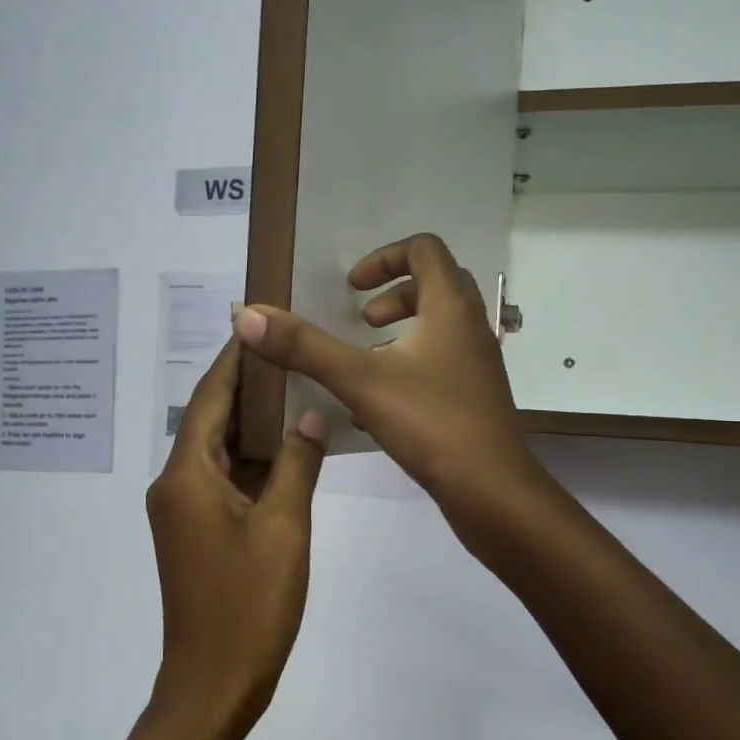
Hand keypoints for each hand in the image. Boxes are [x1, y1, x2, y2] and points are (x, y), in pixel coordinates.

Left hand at [145, 339, 327, 739]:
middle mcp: (175, 484)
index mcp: (186, 475)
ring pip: (218, 450)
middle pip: (209, 419)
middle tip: (289, 348)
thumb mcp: (284, 528)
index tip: (258, 321)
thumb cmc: (248, 605)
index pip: (208, 397)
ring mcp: (183, 511)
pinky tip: (287, 446)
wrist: (213, 685)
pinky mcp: (195, 532)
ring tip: (295, 385)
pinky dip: (252, 460)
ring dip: (251, 423)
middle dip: (246, 385)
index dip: (233, 358)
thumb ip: (298, 463)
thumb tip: (312, 412)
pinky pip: (223, 480)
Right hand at [233, 233, 541, 522]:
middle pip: (435, 285)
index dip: (384, 258)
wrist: (492, 490)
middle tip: (363, 321)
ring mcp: (477, 364)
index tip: (351, 287)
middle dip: (393, 295)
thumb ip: (304, 346)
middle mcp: (470, 327)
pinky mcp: (475, 398)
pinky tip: (376, 409)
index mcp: (450, 306)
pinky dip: (408, 369)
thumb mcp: (359, 380)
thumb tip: (247, 313)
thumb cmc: (431, 422)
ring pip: (438, 329)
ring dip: (400, 334)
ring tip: (366, 360)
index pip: (424, 249)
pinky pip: (440, 365)